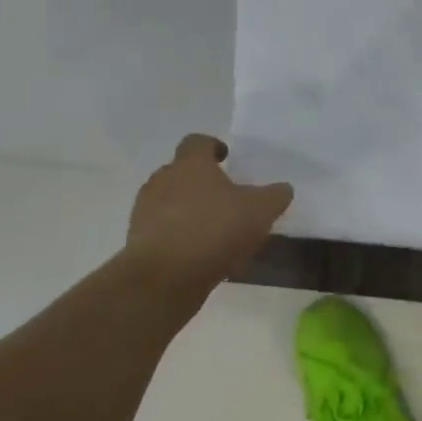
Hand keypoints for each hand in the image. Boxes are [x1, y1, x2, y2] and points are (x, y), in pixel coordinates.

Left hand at [123, 134, 293, 285]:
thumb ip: (275, 195)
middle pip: (182, 172)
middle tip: (226, 197)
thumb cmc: (214, 230)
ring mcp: (145, 211)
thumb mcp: (260, 211)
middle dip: (203, 182)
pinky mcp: (138, 241)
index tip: (227, 158)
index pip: (197, 141)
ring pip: (171, 202)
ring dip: (190, 210)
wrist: (164, 278)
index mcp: (190, 165)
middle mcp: (162, 181)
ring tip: (216, 230)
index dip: (213, 147)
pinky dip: (181, 236)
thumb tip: (283, 188)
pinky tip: (202, 255)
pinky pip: (164, 230)